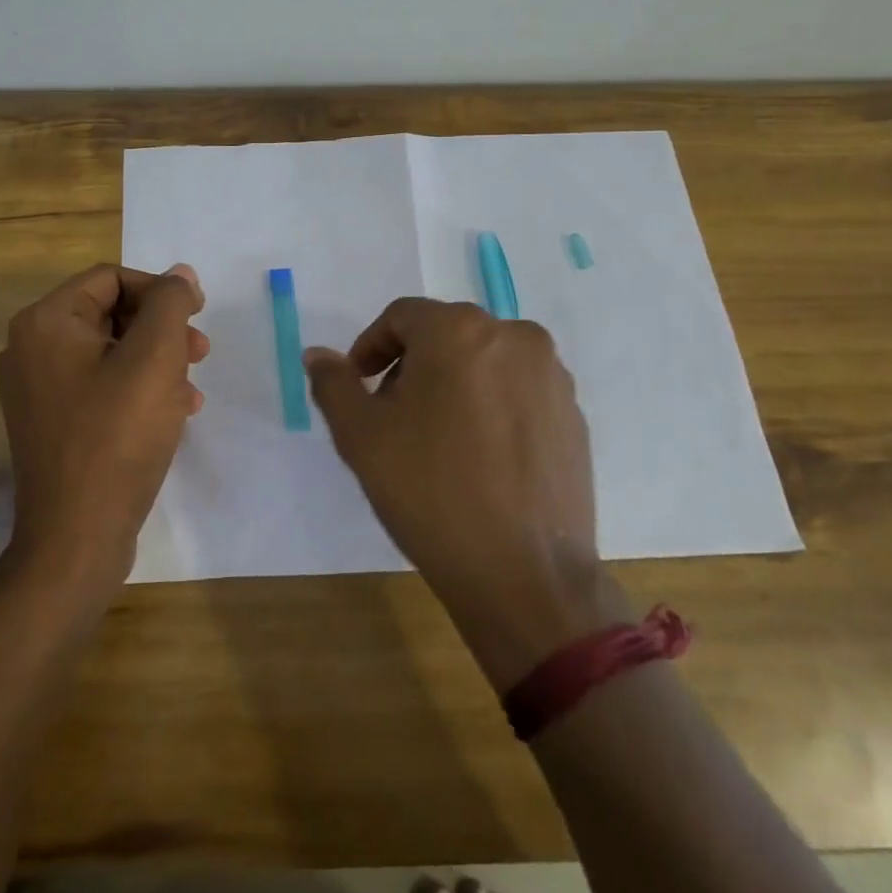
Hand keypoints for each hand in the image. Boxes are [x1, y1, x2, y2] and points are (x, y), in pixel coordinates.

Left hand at [0, 263, 207, 604]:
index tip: (197, 315)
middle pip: (109, 314)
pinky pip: (98, 386)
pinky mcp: (48, 423)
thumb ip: (171, 303)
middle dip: (161, 329)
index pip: (111, 279)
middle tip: (200, 351)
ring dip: (155, 361)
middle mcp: (29, 349)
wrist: (76, 538)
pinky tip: (173, 412)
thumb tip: (180, 274)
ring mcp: (35, 390)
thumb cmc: (118, 437)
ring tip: (191, 387)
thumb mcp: (155, 358)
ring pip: (108, 352)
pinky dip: (137, 389)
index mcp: (45, 323)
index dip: (160, 290)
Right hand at [305, 298, 624, 689]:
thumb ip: (334, 384)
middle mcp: (513, 336)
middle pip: (445, 335)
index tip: (359, 387)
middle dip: (411, 366)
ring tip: (437, 439)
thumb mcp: (361, 436)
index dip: (371, 347)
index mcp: (459, 330)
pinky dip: (490, 406)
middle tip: (392, 416)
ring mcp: (551, 376)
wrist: (525, 575)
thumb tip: (318, 355)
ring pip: (484, 361)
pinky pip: (517, 391)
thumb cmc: (430, 492)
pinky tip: (479, 457)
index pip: (402, 317)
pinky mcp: (573, 415)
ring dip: (452, 384)